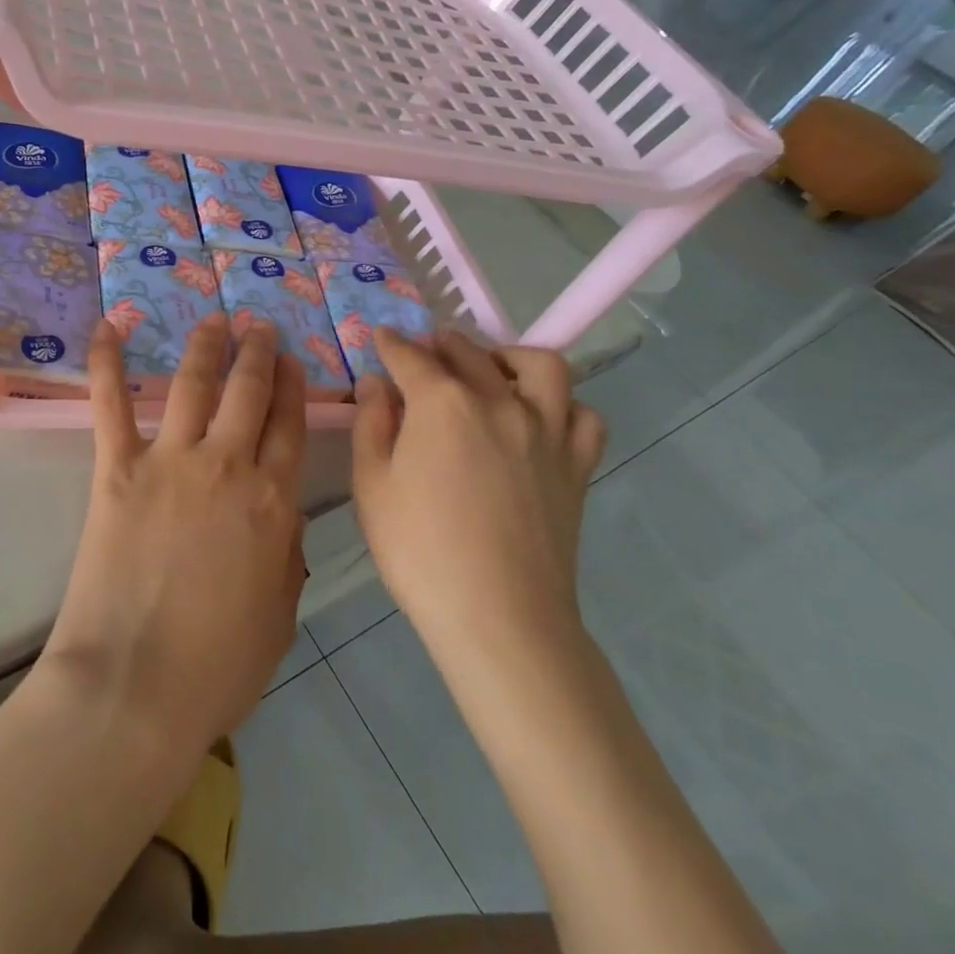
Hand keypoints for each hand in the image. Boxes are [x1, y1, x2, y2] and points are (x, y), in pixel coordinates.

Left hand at [44, 315, 307, 758]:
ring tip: (213, 319)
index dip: (293, 389)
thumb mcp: (280, 616)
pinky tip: (109, 327)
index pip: (290, 427)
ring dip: (206, 345)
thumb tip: (282, 517)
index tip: (293, 361)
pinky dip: (106, 362)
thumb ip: (286, 556)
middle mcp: (228, 466)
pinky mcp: (118, 468)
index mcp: (274, 502)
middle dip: (258, 353)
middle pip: (249, 393)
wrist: (137, 687)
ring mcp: (171, 460)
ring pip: (194, 383)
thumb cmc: (217, 667)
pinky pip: (112, 403)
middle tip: (259, 326)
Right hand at [351, 330, 606, 650]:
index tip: (382, 336)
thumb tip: (376, 383)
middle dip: (443, 345)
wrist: (500, 617)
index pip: (412, 357)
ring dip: (511, 357)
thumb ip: (372, 423)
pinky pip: (583, 416)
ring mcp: (547, 431)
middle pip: (470, 353)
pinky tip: (541, 419)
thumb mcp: (372, 485)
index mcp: (443, 404)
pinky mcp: (576, 465)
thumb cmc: (420, 551)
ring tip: (493, 370)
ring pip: (542, 367)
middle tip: (427, 353)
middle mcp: (500, 402)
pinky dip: (563, 406)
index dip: (392, 343)